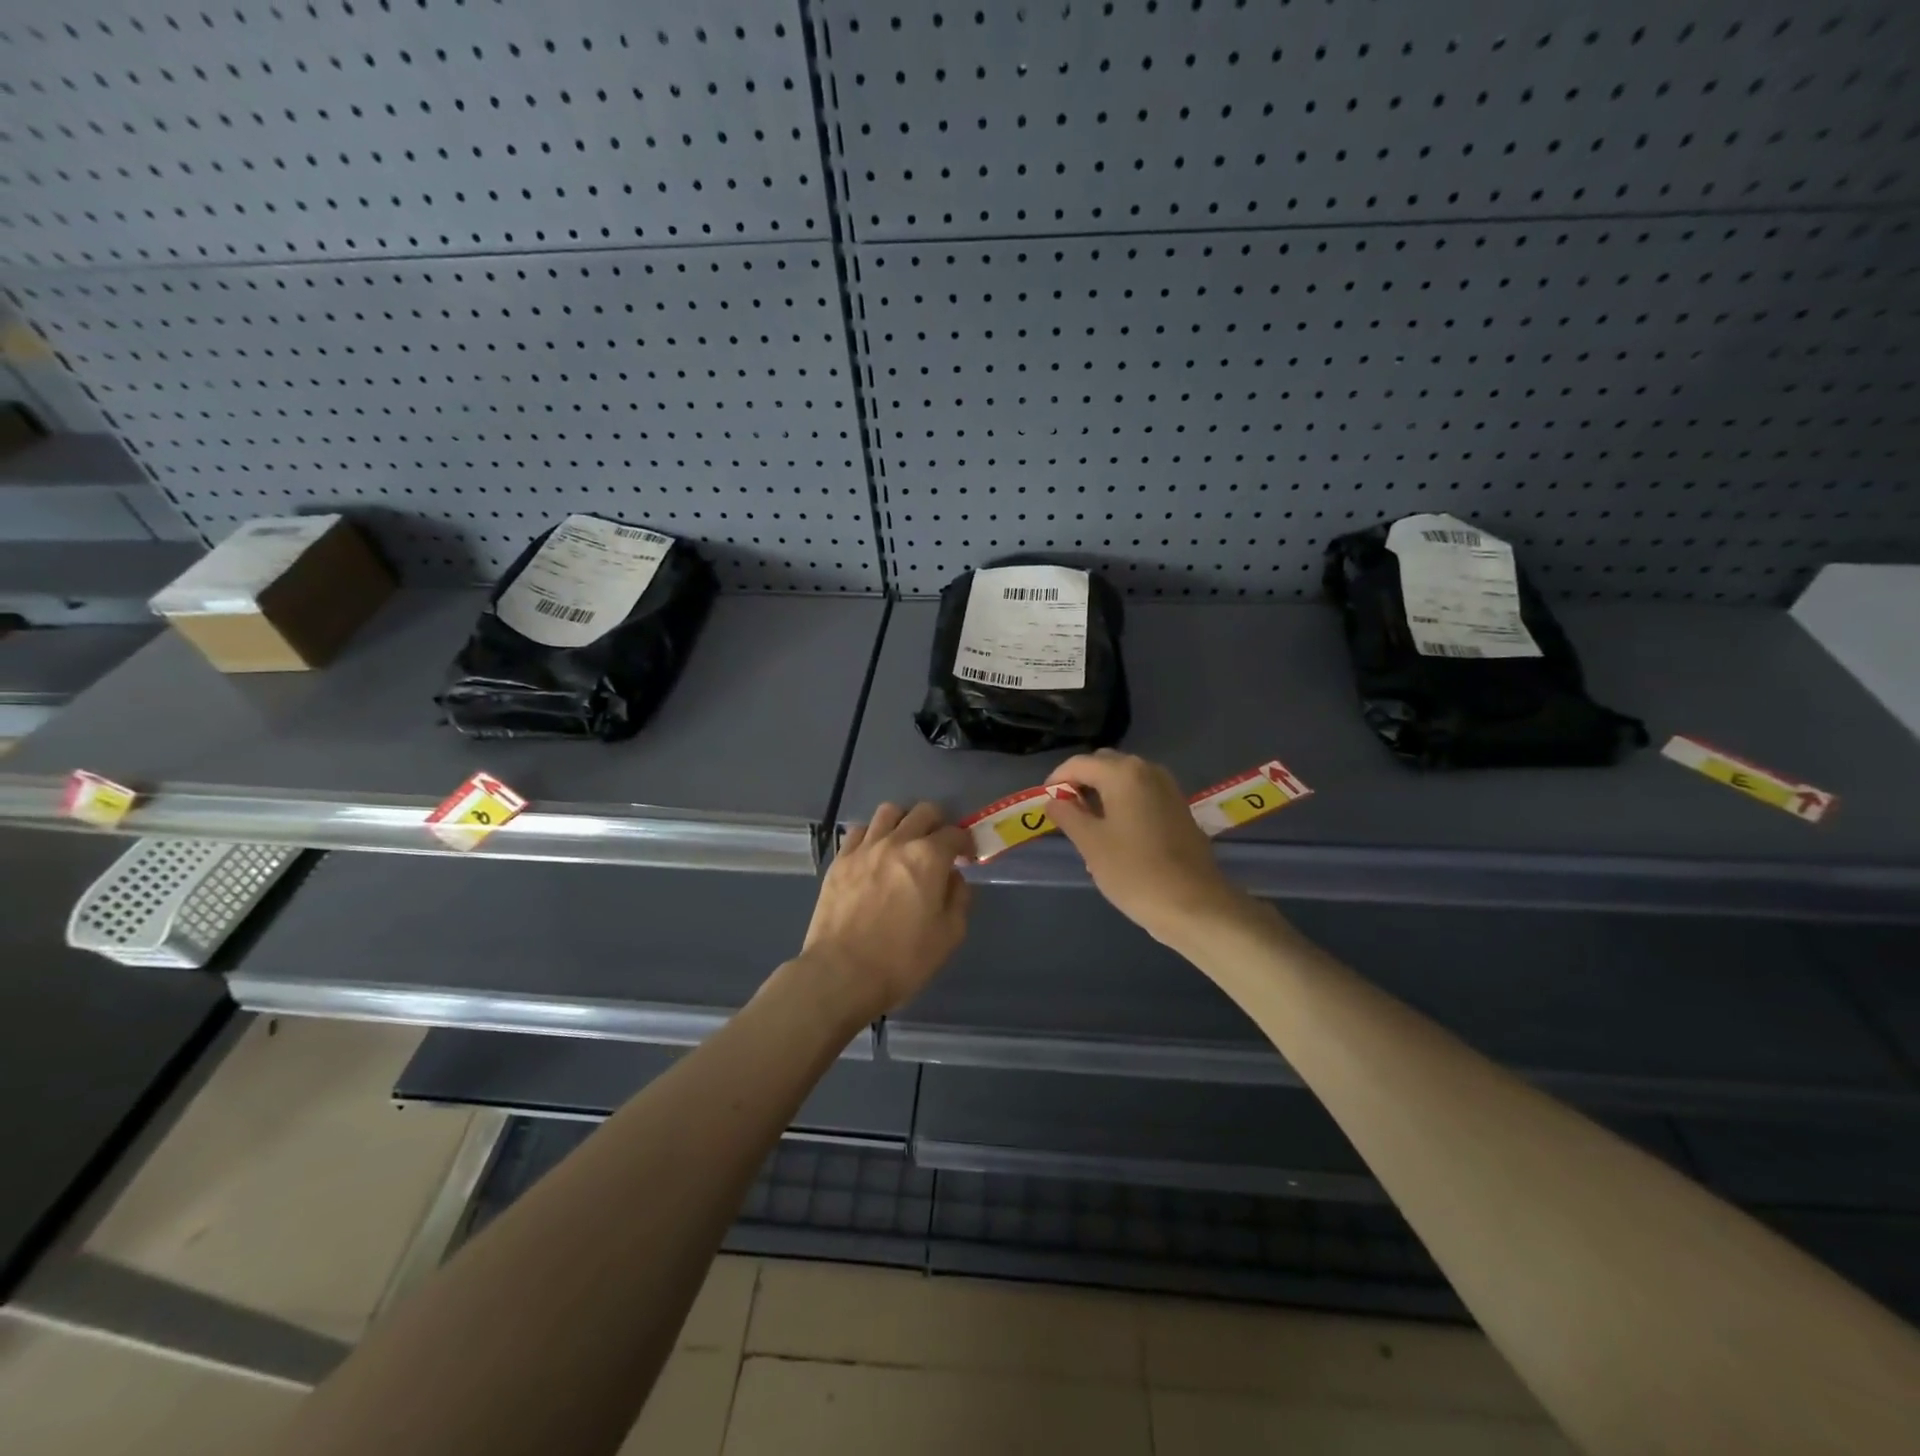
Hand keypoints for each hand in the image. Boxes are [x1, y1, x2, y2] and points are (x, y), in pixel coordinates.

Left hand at [799, 802, 973, 1024]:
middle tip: (939, 846)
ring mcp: (864, 848)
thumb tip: (953, 878)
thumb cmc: (903, 959)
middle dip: (938, 823)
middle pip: (923, 812)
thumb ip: (959, 898)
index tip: (967, 855)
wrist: (842, 973)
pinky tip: (875, 853)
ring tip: (905, 842)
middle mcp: (897, 842)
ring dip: (904, 821)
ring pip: (889, 811)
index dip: (966, 841)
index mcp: (929, 857)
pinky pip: (859, 830)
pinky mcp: (840, 860)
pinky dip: (873, 834)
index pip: (955, 833)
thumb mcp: (949, 935)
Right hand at [1045, 750, 1247, 945]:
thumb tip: (1054, 801)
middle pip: (1104, 765)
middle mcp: (1148, 771)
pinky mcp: (1179, 808)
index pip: (1079, 763)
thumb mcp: (1091, 844)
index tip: (1045, 802)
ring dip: (1103, 793)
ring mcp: (1168, 788)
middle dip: (1081, 783)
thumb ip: (1068, 816)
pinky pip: (1142, 794)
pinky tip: (1116, 834)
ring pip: (1125, 780)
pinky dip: (1124, 803)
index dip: (1057, 779)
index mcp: (1123, 774)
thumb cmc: (1134, 872)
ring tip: (1088, 826)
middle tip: (1065, 813)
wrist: (1194, 904)